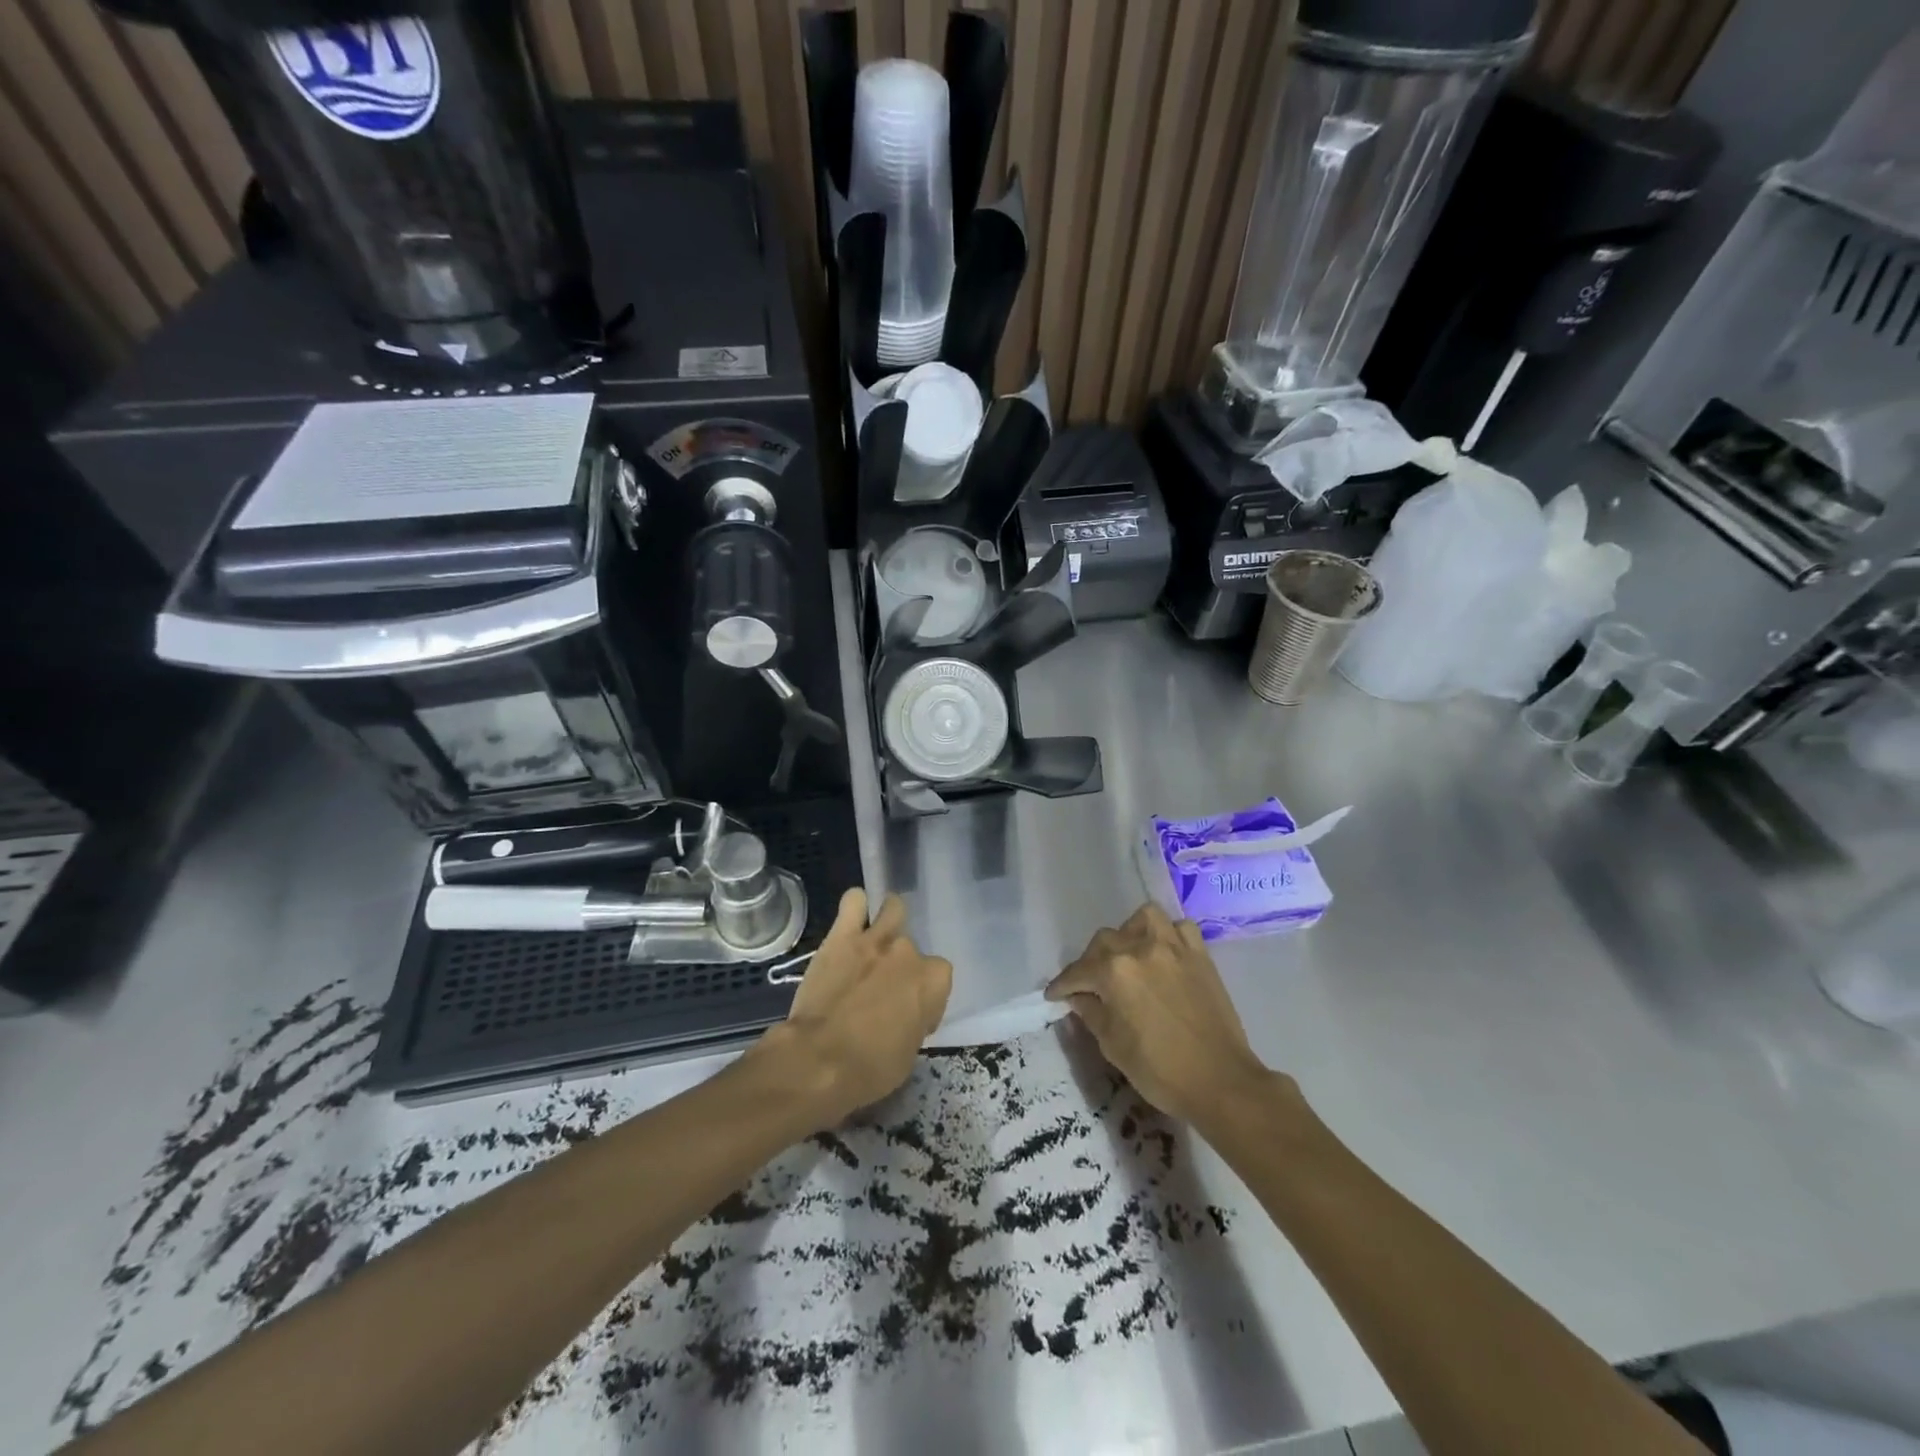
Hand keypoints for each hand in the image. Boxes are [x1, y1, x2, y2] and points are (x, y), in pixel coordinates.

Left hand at [765, 888, 951, 1125]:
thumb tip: (905, 1013)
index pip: (939, 978)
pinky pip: (854, 901)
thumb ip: (915, 1020)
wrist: (820, 1059)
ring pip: (893, 908)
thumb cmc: (870, 1068)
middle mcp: (909, 952)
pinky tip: (851, 921)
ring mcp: (876, 939)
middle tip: (883, 987)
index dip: (924, 996)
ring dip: (888, 921)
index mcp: (933, 981)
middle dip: (901, 964)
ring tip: (874, 941)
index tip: (909, 1015)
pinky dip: (855, 907)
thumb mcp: (909, 1053)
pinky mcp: (842, 935)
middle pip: (913, 948)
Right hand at [1047, 903, 1278, 1125]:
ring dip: (1129, 933)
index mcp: (1114, 972)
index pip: (1077, 972)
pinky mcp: (1200, 954)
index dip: (1062, 985)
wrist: (1221, 1082)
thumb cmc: (1160, 1070)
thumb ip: (1091, 1013)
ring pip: (1142, 919)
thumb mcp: (1113, 1046)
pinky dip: (1167, 935)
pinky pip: (1179, 928)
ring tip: (1128, 955)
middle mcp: (1140, 948)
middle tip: (1091, 985)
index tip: (1055, 995)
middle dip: (1091, 962)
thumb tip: (1079, 997)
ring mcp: (1174, 947)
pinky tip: (1163, 954)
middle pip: (1104, 941)